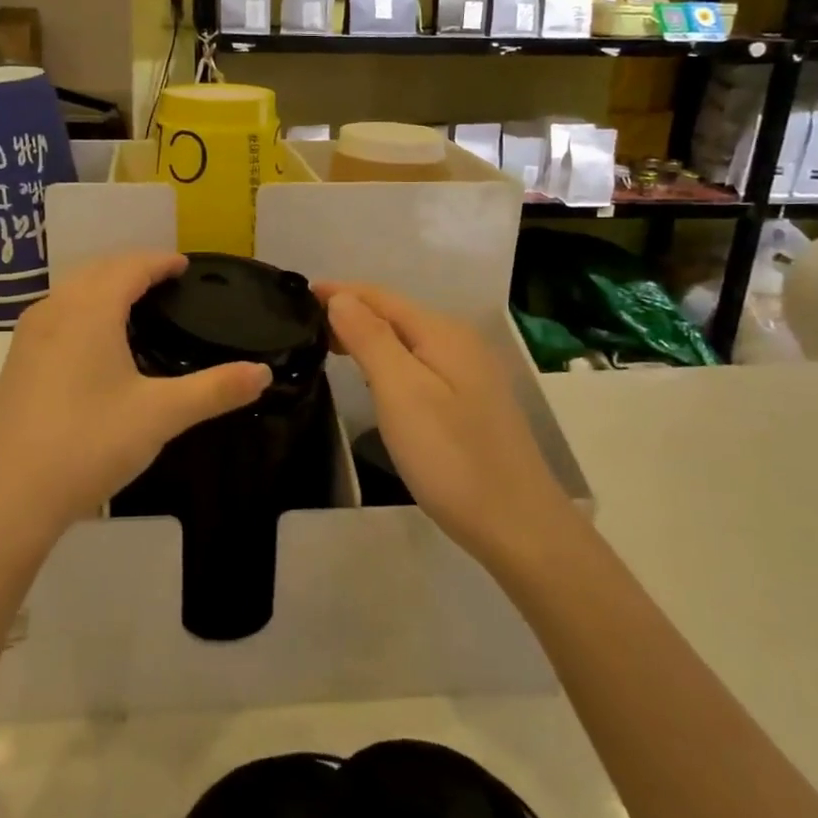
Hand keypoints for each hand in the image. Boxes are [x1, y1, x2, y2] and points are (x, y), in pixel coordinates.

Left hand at [0, 253, 270, 538]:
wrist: (8, 495)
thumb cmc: (89, 443)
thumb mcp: (161, 415)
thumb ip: (214, 390)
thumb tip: (262, 374)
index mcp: (90, 310)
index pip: (130, 267)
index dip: (160, 261)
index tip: (184, 266)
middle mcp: (55, 310)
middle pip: (97, 270)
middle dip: (132, 267)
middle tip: (164, 281)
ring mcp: (28, 336)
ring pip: (71, 291)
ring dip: (103, 286)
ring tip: (133, 304)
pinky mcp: (16, 362)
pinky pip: (56, 314)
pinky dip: (82, 309)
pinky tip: (93, 341)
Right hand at [318, 283, 565, 563]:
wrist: (517, 525)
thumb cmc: (451, 457)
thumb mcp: (402, 392)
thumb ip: (371, 339)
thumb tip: (342, 297)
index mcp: (442, 333)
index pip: (381, 297)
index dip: (340, 292)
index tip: (300, 294)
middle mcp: (459, 343)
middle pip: (396, 314)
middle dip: (352, 312)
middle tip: (305, 325)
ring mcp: (470, 373)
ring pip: (408, 340)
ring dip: (368, 335)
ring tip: (330, 344)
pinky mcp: (470, 401)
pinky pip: (419, 363)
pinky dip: (388, 359)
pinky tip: (374, 377)